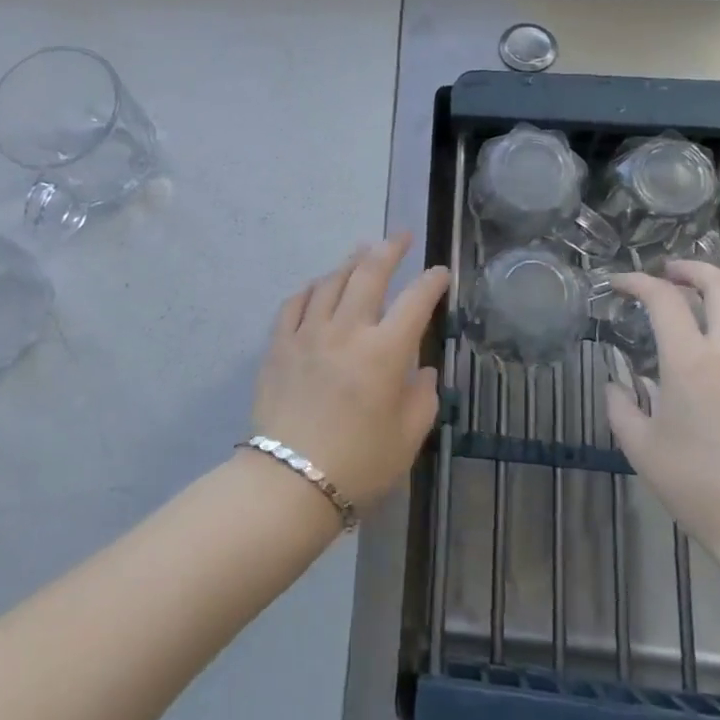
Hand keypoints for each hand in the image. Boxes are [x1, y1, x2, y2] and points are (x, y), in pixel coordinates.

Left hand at [251, 234, 450, 512]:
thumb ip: (422, 398)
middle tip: (402, 237)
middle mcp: (347, 330)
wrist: (289, 483)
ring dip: (350, 262)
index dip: (431, 282)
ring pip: (331, 281)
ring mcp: (308, 333)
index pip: (415, 301)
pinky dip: (311, 288)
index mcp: (385, 352)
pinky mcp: (279, 344)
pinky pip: (295, 302)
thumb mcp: (407, 438)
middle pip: (369, 274)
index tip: (440, 273)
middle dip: (389, 249)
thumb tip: (422, 370)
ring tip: (362, 252)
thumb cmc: (359, 465)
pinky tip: (318, 285)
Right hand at [605, 261, 719, 571]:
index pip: (664, 300)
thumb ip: (621, 408)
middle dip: (692, 269)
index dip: (637, 282)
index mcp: (691, 362)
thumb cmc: (701, 487)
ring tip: (708, 289)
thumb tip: (617, 385)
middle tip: (668, 273)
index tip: (618, 283)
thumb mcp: (642, 449)